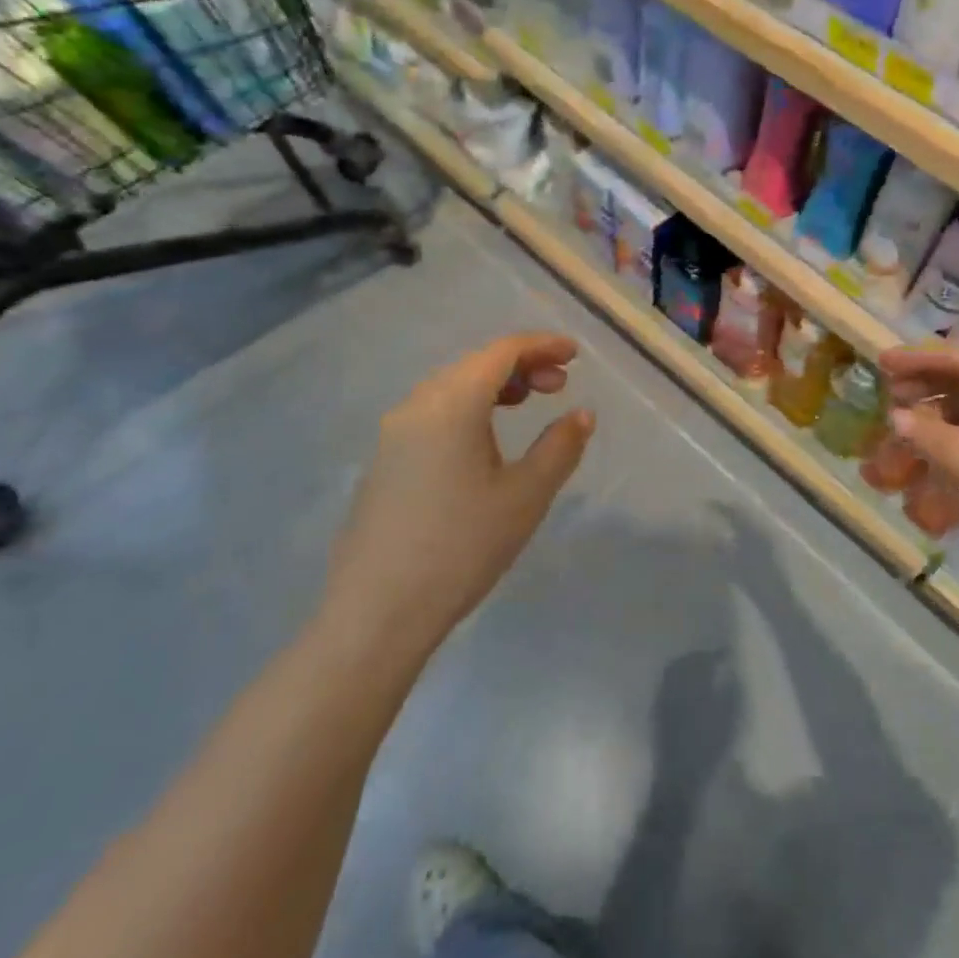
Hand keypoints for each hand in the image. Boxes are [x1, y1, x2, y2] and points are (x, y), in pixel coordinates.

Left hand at [325, 333, 594, 655]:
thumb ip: (560, 447)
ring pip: (451, 387)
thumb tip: (581, 414)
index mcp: (452, 403)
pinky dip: (468, 408)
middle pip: (475, 364)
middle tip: (559, 384)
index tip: (575, 354)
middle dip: (521, 365)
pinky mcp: (384, 460)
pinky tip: (484, 439)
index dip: (541, 345)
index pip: (501, 352)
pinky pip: (432, 412)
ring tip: (527, 403)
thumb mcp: (525, 496)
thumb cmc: (462, 547)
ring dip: (494, 385)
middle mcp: (417, 405)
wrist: (377, 612)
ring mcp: (393, 433)